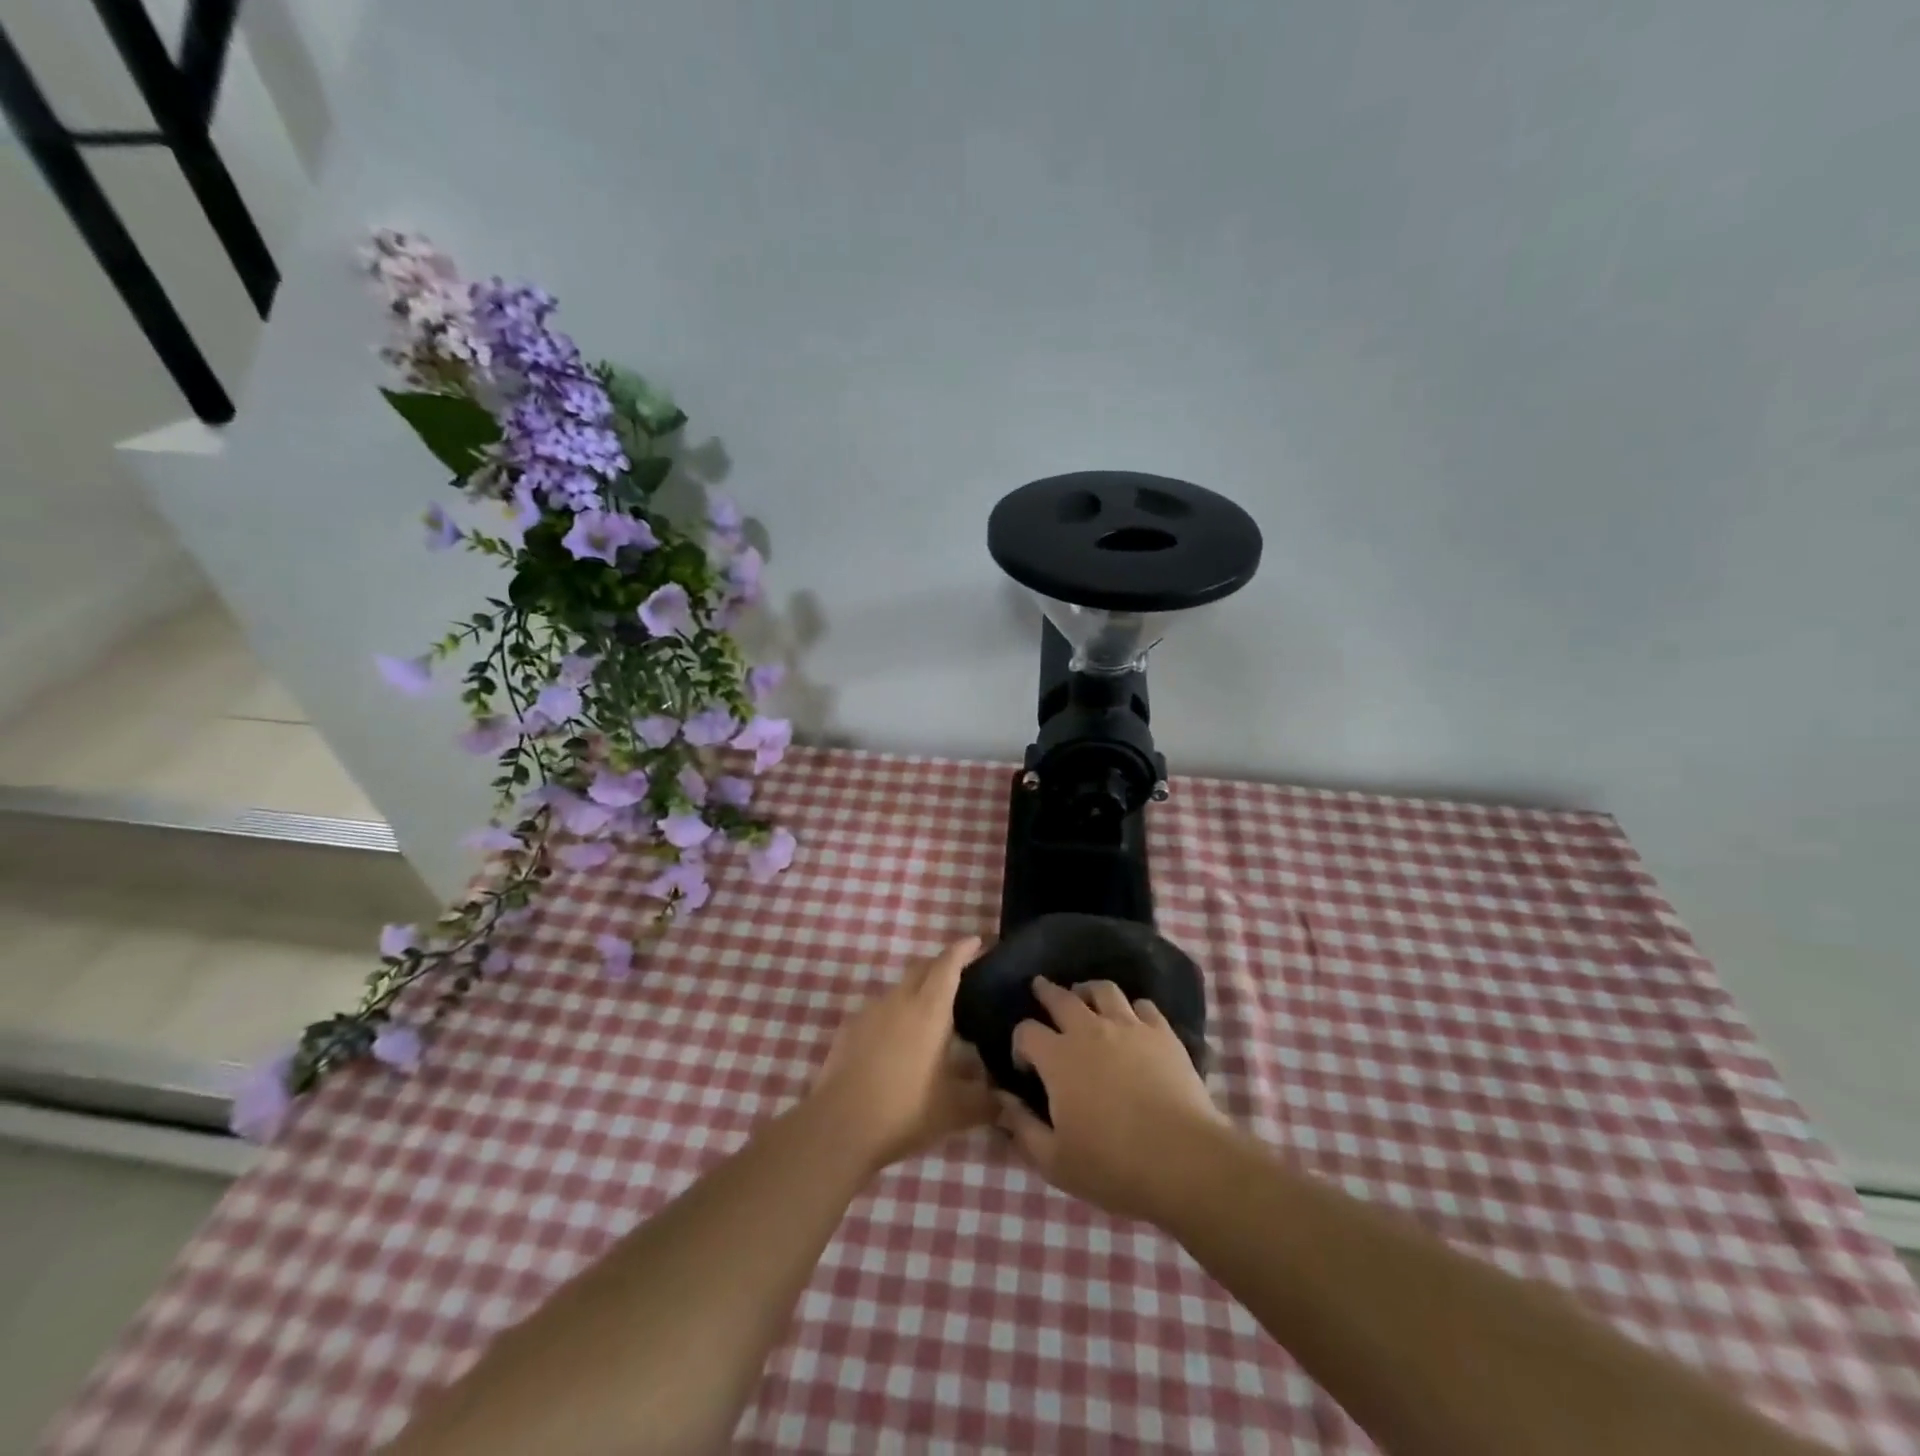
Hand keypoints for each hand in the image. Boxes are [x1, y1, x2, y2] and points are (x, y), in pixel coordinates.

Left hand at [810, 937, 996, 1174]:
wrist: (839, 1127)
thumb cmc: (905, 1110)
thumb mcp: (956, 1111)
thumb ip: (987, 1101)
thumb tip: (1010, 1102)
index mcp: (929, 1009)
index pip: (948, 965)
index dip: (964, 950)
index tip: (977, 941)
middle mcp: (899, 1000)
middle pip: (922, 968)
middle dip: (942, 964)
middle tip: (961, 975)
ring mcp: (870, 1012)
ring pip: (900, 988)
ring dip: (917, 990)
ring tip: (932, 1014)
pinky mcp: (849, 1029)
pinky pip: (879, 1010)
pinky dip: (895, 1014)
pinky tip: (899, 1041)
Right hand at [996, 977, 1224, 1221]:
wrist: (1183, 1161)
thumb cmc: (1112, 1166)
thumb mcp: (1055, 1161)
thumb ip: (1022, 1128)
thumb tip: (1002, 1100)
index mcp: (1058, 1058)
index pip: (1026, 1031)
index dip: (1020, 1043)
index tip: (1025, 1065)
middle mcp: (1089, 1030)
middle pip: (1061, 997)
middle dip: (1046, 992)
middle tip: (1040, 989)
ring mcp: (1129, 1027)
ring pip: (1103, 990)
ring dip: (1088, 991)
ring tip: (1086, 998)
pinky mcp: (1163, 1033)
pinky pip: (1143, 1006)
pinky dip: (1132, 1009)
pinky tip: (1132, 1021)